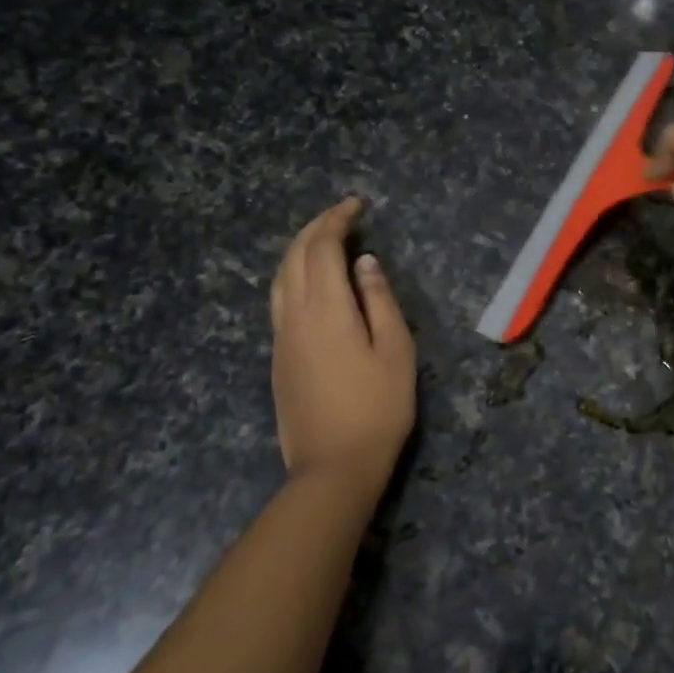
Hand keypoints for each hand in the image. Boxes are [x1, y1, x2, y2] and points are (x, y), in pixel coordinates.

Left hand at [270, 198, 415, 499]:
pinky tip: (312, 282)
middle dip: (315, 228)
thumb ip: (379, 300)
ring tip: (324, 241)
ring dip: (299, 250)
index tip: (357, 205)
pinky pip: (279, 300)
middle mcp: (294, 316)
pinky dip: (294, 275)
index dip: (337, 219)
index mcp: (325, 309)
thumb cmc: (377, 408)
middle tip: (342, 216)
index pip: (322, 247)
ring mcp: (280, 338)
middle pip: (294, 257)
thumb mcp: (395, 350)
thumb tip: (364, 262)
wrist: (333, 467)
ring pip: (280, 278)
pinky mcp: (277, 358)